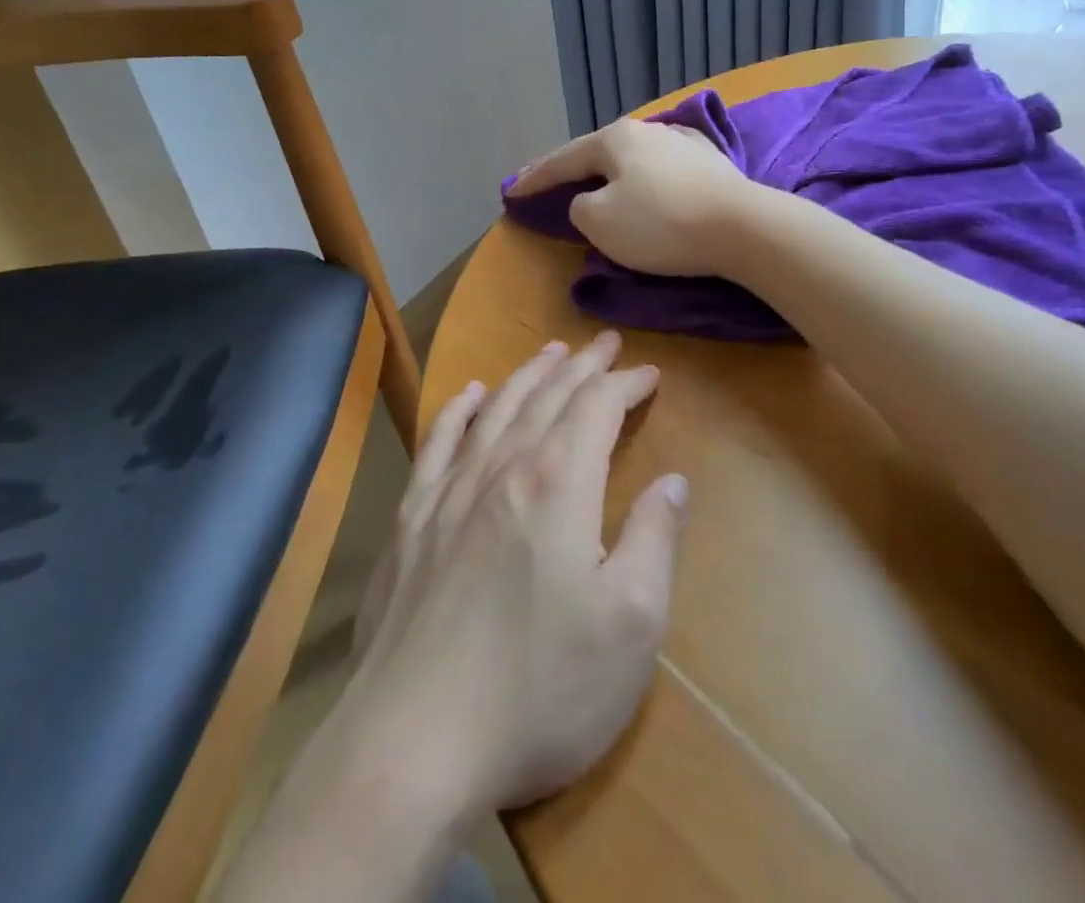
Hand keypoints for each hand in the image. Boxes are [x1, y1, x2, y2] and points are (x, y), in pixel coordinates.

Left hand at [342, 331, 687, 818]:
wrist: (413, 741)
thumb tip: (673, 481)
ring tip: (551, 351)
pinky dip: (458, 409)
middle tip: (607, 343)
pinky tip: (468, 394)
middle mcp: (504, 467)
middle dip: (583, 364)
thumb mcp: (631, 626)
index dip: (626, 384)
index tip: (649, 374)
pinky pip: (438, 441)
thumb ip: (655, 540)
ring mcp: (450, 489)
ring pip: (497, 407)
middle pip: (549, 395)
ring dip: (529, 374)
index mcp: (559, 484)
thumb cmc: (539, 690)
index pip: (598, 407)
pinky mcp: (411, 518)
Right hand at [512, 119, 752, 276]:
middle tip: (548, 183)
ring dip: (610, 172)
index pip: (563, 159)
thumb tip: (591, 200)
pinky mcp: (712, 164)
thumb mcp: (599, 221)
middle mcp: (649, 130)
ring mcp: (684, 143)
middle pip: (599, 152)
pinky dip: (644, 179)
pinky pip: (662, 170)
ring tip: (595, 182)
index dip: (534, 179)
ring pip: (633, 158)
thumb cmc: (661, 224)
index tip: (511, 193)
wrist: (743, 228)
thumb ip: (580, 207)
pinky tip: (647, 181)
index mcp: (615, 138)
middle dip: (572, 169)